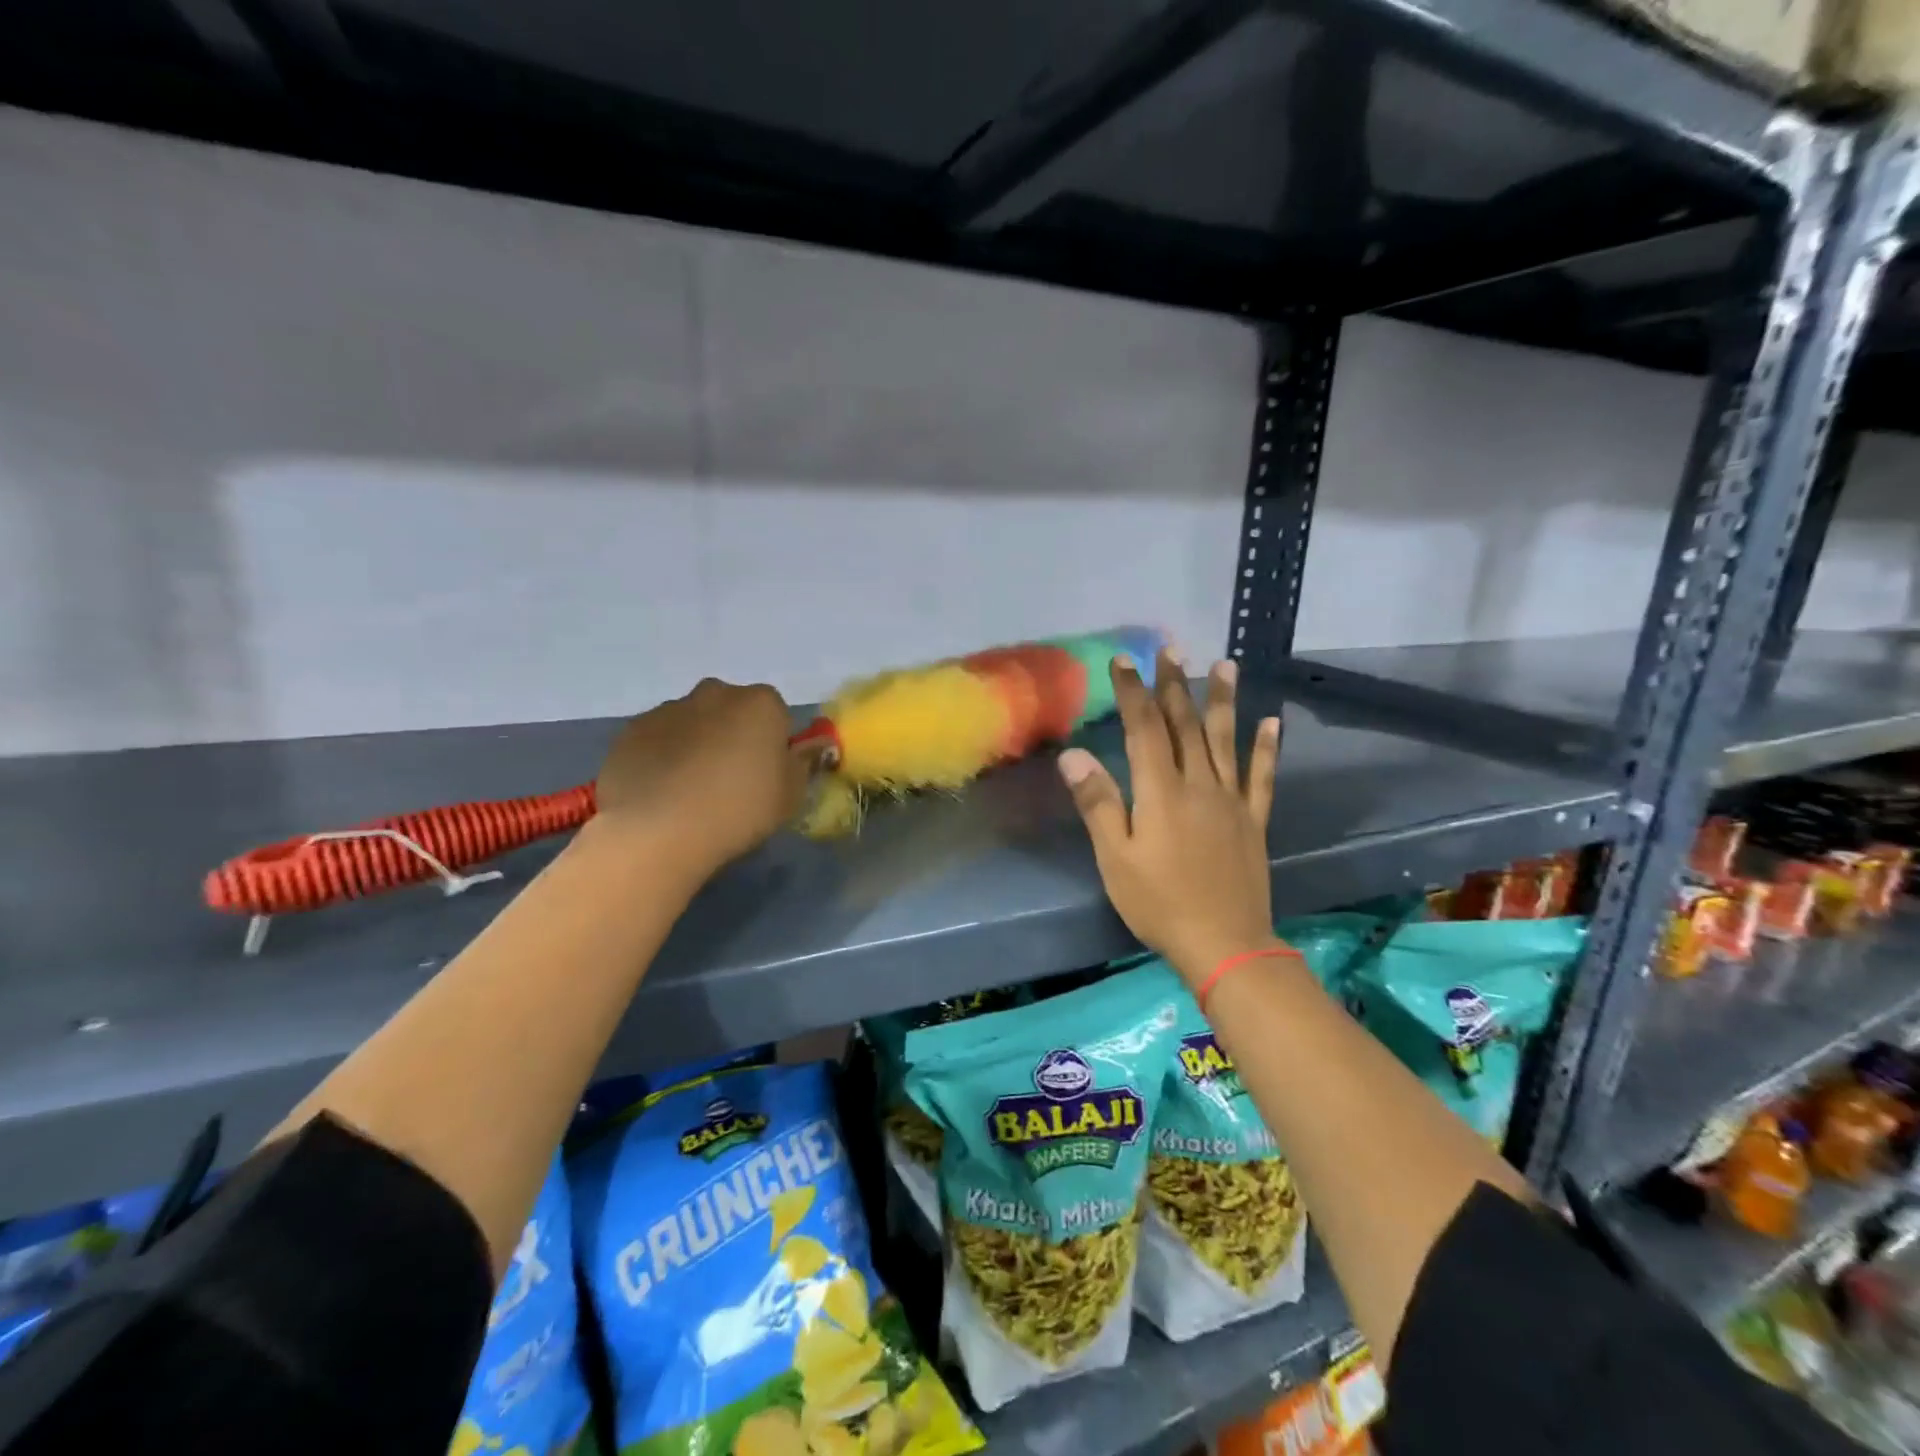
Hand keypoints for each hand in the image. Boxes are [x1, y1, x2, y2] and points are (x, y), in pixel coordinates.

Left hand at [591, 677, 810, 877]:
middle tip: (730, 781)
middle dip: (732, 735)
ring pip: (692, 722)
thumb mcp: (791, 795)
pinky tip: (662, 792)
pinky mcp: (631, 730)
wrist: (659, 830)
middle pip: (732, 710)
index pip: (776, 714)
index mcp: (760, 703)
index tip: (766, 775)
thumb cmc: (740, 809)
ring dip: (696, 744)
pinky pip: (657, 739)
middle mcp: (715, 693)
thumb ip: (803, 763)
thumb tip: (812, 746)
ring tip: (691, 791)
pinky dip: (662, 757)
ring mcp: (668, 709)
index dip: (773, 744)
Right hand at [1058, 651, 1280, 985]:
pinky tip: (1273, 722)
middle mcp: (1199, 785)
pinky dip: (1267, 748)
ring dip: (1223, 701)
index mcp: (1162, 793)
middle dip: (1175, 685)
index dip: (1133, 693)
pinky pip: (1262, 777)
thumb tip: (1074, 755)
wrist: (1225, 944)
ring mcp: (1232, 801)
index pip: (1145, 730)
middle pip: (1185, 726)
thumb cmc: (1159, 903)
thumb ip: (1098, 804)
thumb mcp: (1116, 858)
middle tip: (1172, 649)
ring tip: (1226, 664)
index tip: (1124, 661)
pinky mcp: (1254, 820)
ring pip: (1225, 741)